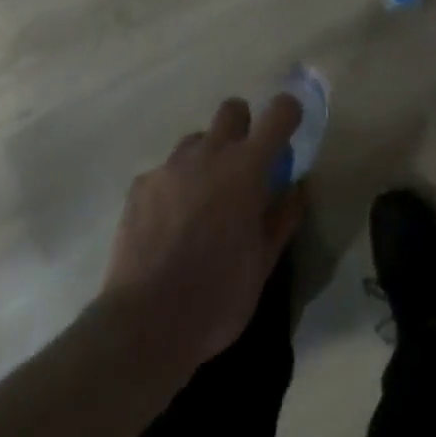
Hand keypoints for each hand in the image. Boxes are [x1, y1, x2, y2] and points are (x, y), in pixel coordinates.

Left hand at [100, 96, 306, 378]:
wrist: (142, 326)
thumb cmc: (216, 297)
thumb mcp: (263, 264)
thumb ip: (282, 217)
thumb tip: (295, 187)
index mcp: (246, 167)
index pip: (278, 112)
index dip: (288, 113)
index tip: (289, 129)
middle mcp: (209, 153)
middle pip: (232, 109)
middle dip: (243, 127)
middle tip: (242, 167)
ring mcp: (170, 167)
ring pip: (196, 140)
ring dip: (207, 158)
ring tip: (202, 200)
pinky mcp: (140, 186)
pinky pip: (165, 171)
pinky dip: (174, 186)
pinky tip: (168, 224)